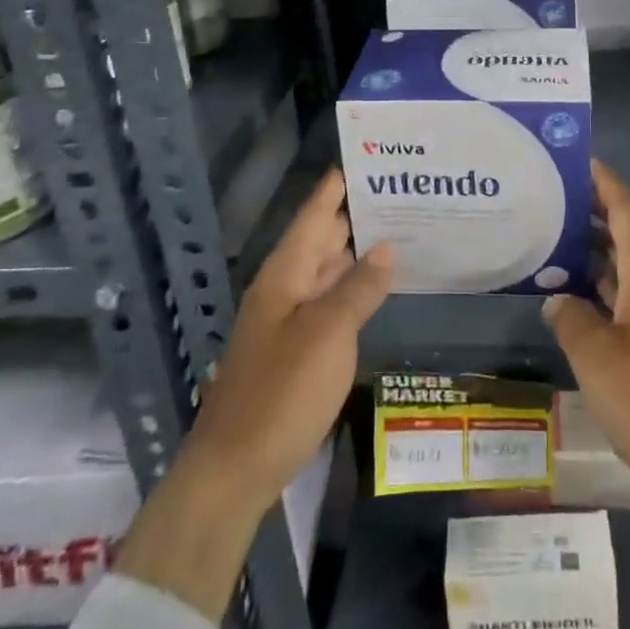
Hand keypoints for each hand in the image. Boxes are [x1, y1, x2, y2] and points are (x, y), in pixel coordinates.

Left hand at [116, 170, 392, 618]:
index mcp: (283, 275)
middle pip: (319, 240)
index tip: (364, 158)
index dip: (335, 188)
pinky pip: (328, 303)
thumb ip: (358, 289)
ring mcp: (286, 322)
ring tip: (396, 230)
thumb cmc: (281, 393)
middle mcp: (282, 290)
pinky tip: (374, 288)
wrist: (233, 470)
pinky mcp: (294, 351)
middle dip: (353, 215)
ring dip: (355, 252)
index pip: (313, 216)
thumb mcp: (327, 335)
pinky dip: (351, 289)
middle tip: (396, 192)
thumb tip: (386, 247)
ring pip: (325, 272)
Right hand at [547, 161, 629, 628]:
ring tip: (561, 237)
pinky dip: (615, 281)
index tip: (574, 160)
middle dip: (598, 208)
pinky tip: (586, 296)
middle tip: (555, 197)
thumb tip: (559, 299)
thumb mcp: (598, 359)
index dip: (602, 180)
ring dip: (605, 246)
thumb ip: (572, 320)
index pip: (627, 205)